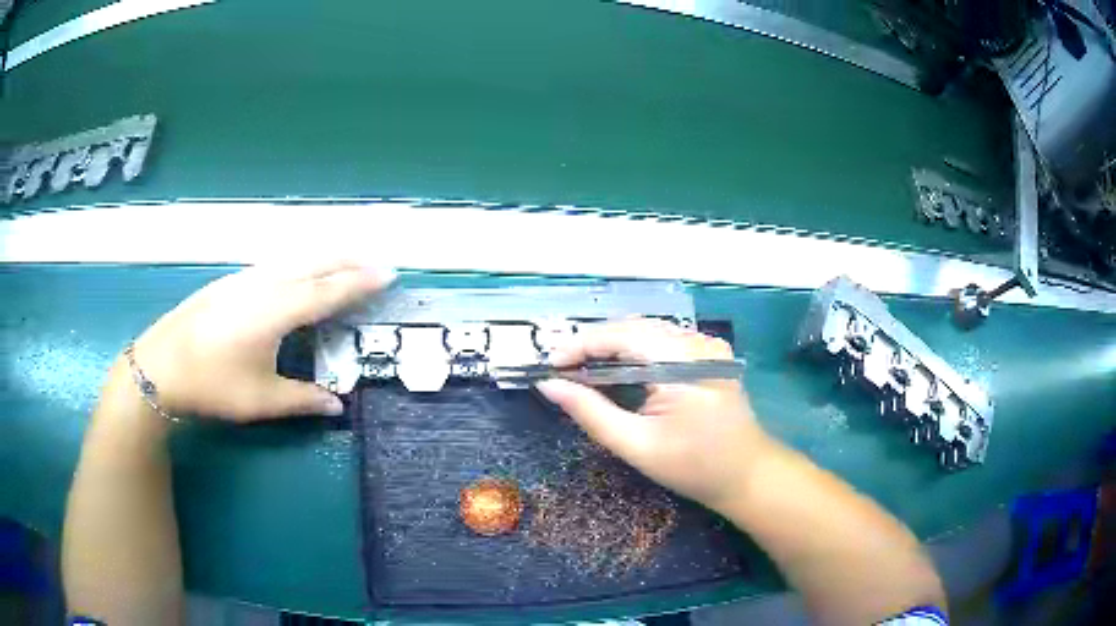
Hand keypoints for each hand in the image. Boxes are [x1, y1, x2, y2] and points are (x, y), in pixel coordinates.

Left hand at [130, 260, 395, 421]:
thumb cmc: (213, 384)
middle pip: (314, 264)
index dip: (360, 282)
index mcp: (277, 310)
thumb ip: (303, 400)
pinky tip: (297, 274)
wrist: (160, 364)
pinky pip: (277, 264)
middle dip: (348, 261)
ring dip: (323, 259)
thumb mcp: (261, 399)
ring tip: (343, 264)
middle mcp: (265, 284)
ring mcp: (245, 279)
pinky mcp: (231, 282)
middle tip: (375, 263)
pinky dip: (300, 264)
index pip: (329, 291)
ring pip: (294, 259)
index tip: (388, 273)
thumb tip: (338, 406)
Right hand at [536, 318, 774, 511]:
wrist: (747, 474)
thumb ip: (591, 413)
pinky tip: (616, 367)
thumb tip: (550, 386)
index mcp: (683, 363)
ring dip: (612, 345)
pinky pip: (663, 341)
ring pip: (647, 331)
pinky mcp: (709, 353)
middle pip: (633, 328)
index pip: (621, 336)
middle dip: (593, 344)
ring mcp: (707, 345)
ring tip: (581, 367)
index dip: (581, 345)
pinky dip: (634, 350)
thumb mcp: (637, 445)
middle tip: (561, 368)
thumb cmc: (694, 467)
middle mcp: (697, 343)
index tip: (549, 364)